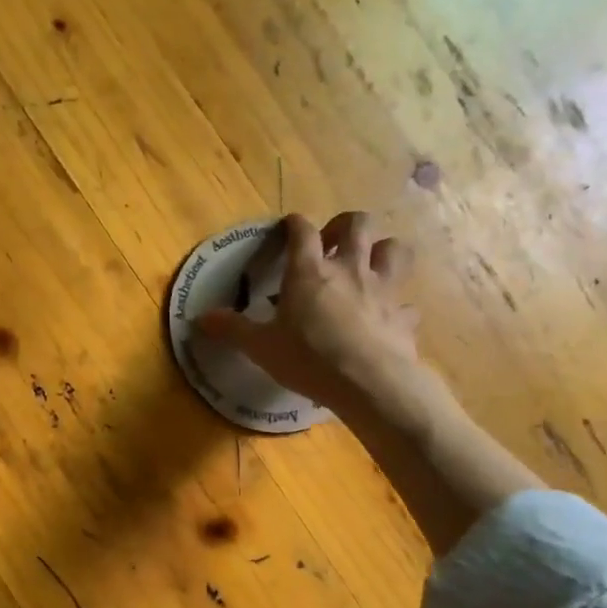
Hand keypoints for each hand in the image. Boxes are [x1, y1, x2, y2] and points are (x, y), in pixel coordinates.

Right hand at [198, 212, 426, 420]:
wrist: (370, 384)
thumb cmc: (310, 359)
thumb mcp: (261, 347)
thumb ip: (233, 329)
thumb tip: (199, 319)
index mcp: (310, 271)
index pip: (302, 230)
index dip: (294, 224)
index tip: (288, 228)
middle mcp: (350, 269)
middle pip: (358, 223)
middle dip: (345, 226)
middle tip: (332, 245)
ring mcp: (383, 289)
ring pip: (394, 249)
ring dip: (382, 251)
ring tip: (368, 267)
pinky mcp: (404, 316)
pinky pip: (407, 303)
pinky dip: (399, 307)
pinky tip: (389, 318)